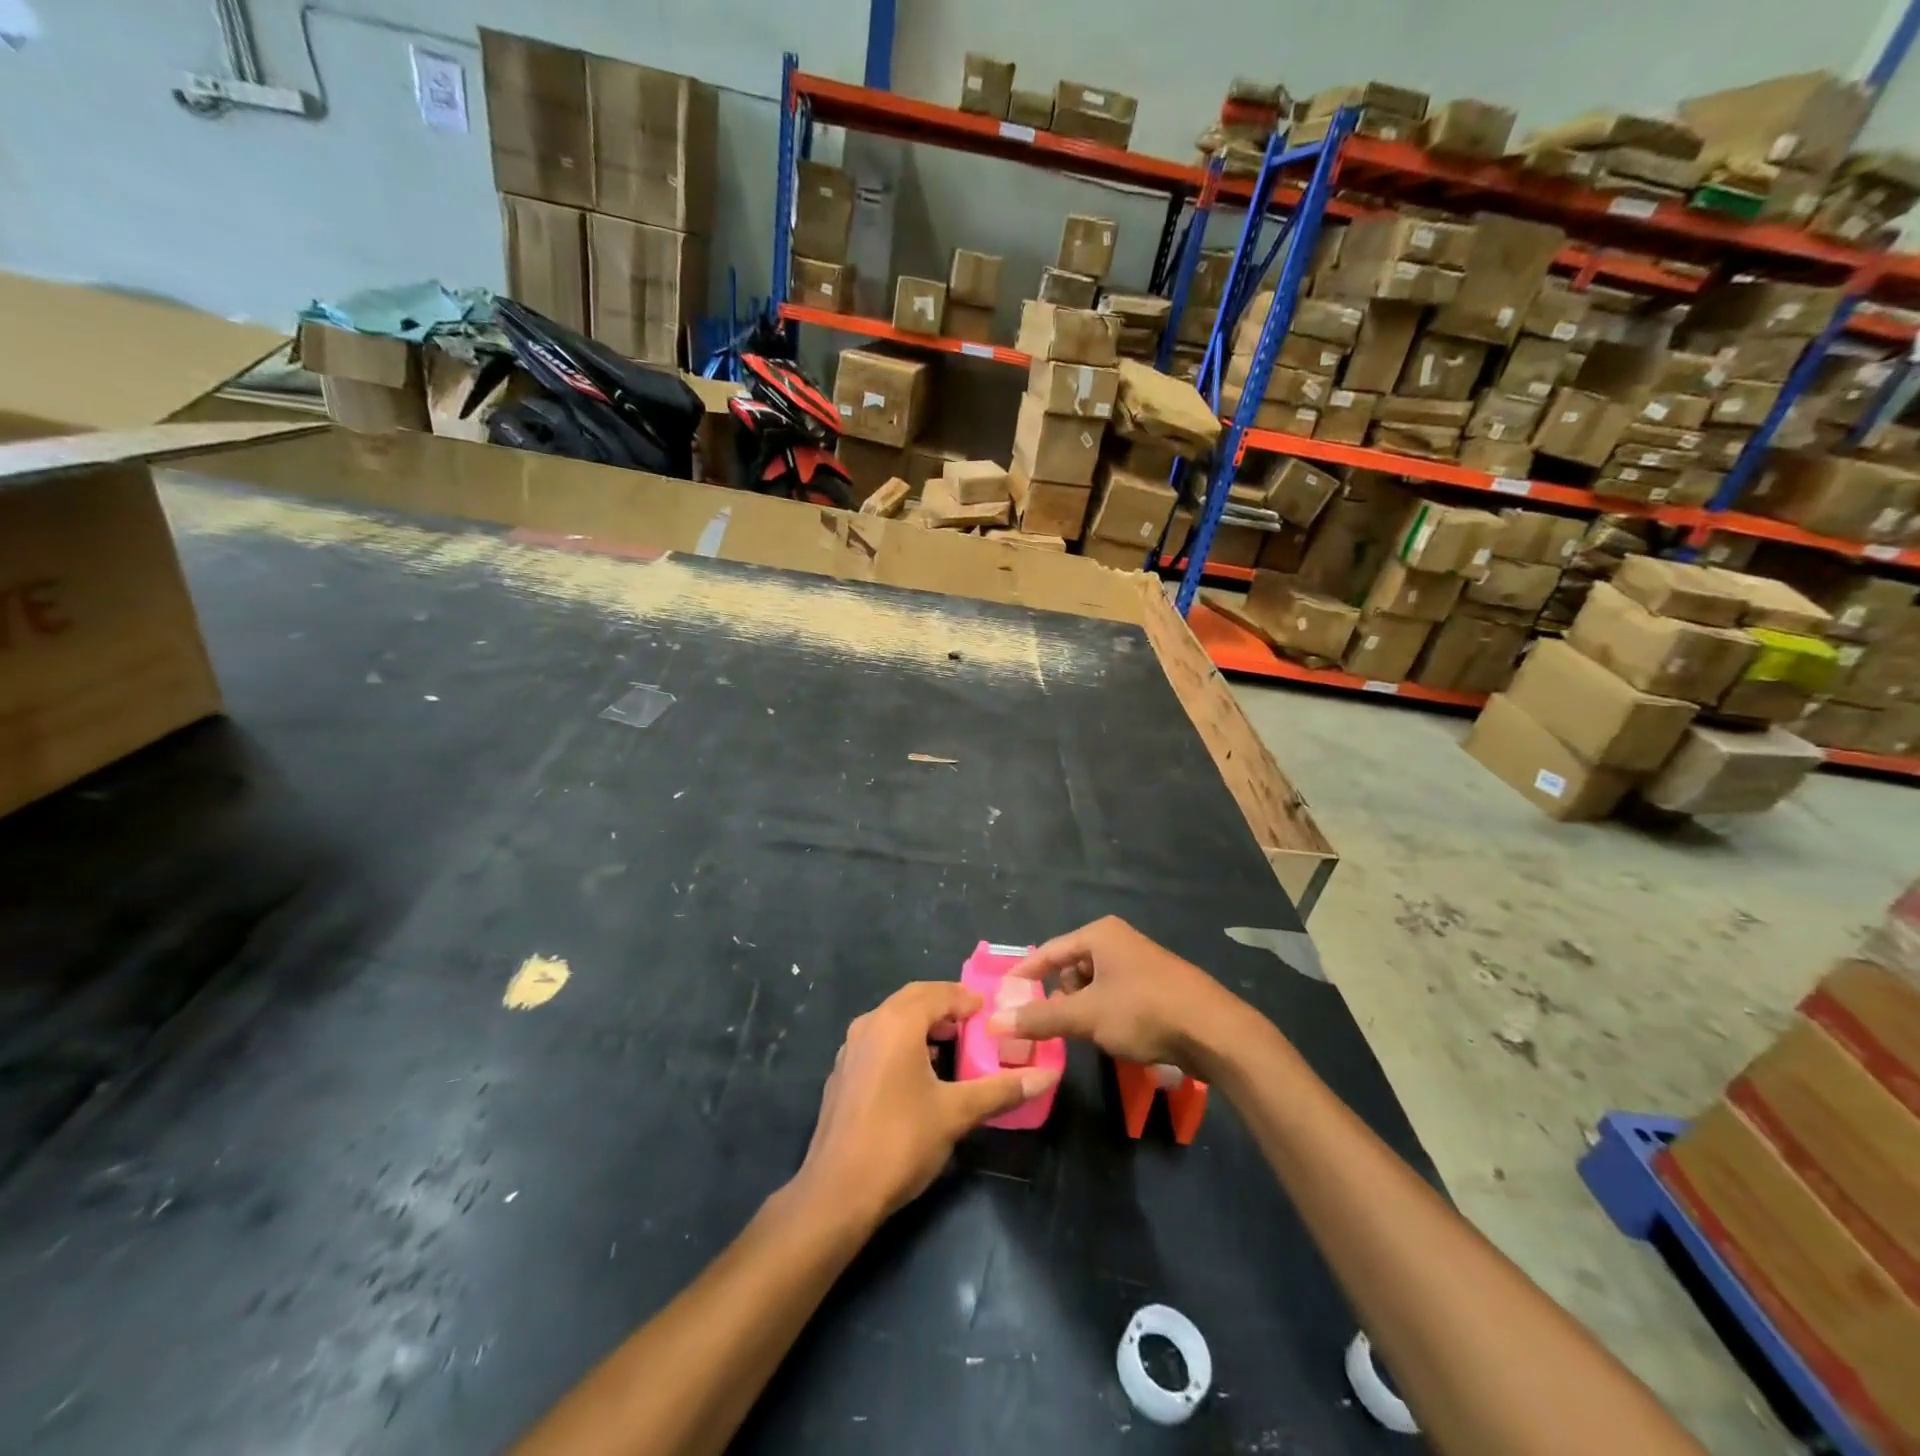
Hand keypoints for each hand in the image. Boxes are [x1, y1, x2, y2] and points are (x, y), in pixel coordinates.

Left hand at [795, 982, 1059, 1226]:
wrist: (837, 1192)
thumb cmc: (900, 1141)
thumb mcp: (956, 1113)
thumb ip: (1000, 1089)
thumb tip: (1046, 1075)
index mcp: (896, 1023)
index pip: (938, 992)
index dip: (966, 999)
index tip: (991, 1013)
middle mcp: (870, 1024)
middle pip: (913, 999)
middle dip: (945, 1006)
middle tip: (975, 1024)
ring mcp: (851, 1048)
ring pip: (893, 1019)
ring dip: (923, 1023)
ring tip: (953, 1046)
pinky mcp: (843, 1072)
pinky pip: (879, 1040)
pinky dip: (903, 1042)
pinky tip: (920, 1073)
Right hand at [987, 917, 1246, 1074]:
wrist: (1214, 1031)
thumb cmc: (1143, 1011)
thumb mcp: (1086, 1016)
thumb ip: (1040, 1018)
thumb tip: (994, 1022)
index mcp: (1099, 934)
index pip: (1048, 951)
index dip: (1024, 975)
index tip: (1003, 997)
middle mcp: (1118, 940)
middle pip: (1071, 968)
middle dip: (1059, 998)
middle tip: (1052, 1025)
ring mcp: (1139, 962)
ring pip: (1094, 985)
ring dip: (1084, 1009)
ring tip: (1086, 1035)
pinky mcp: (1156, 985)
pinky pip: (1116, 995)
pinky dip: (1106, 1013)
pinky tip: (1113, 1036)